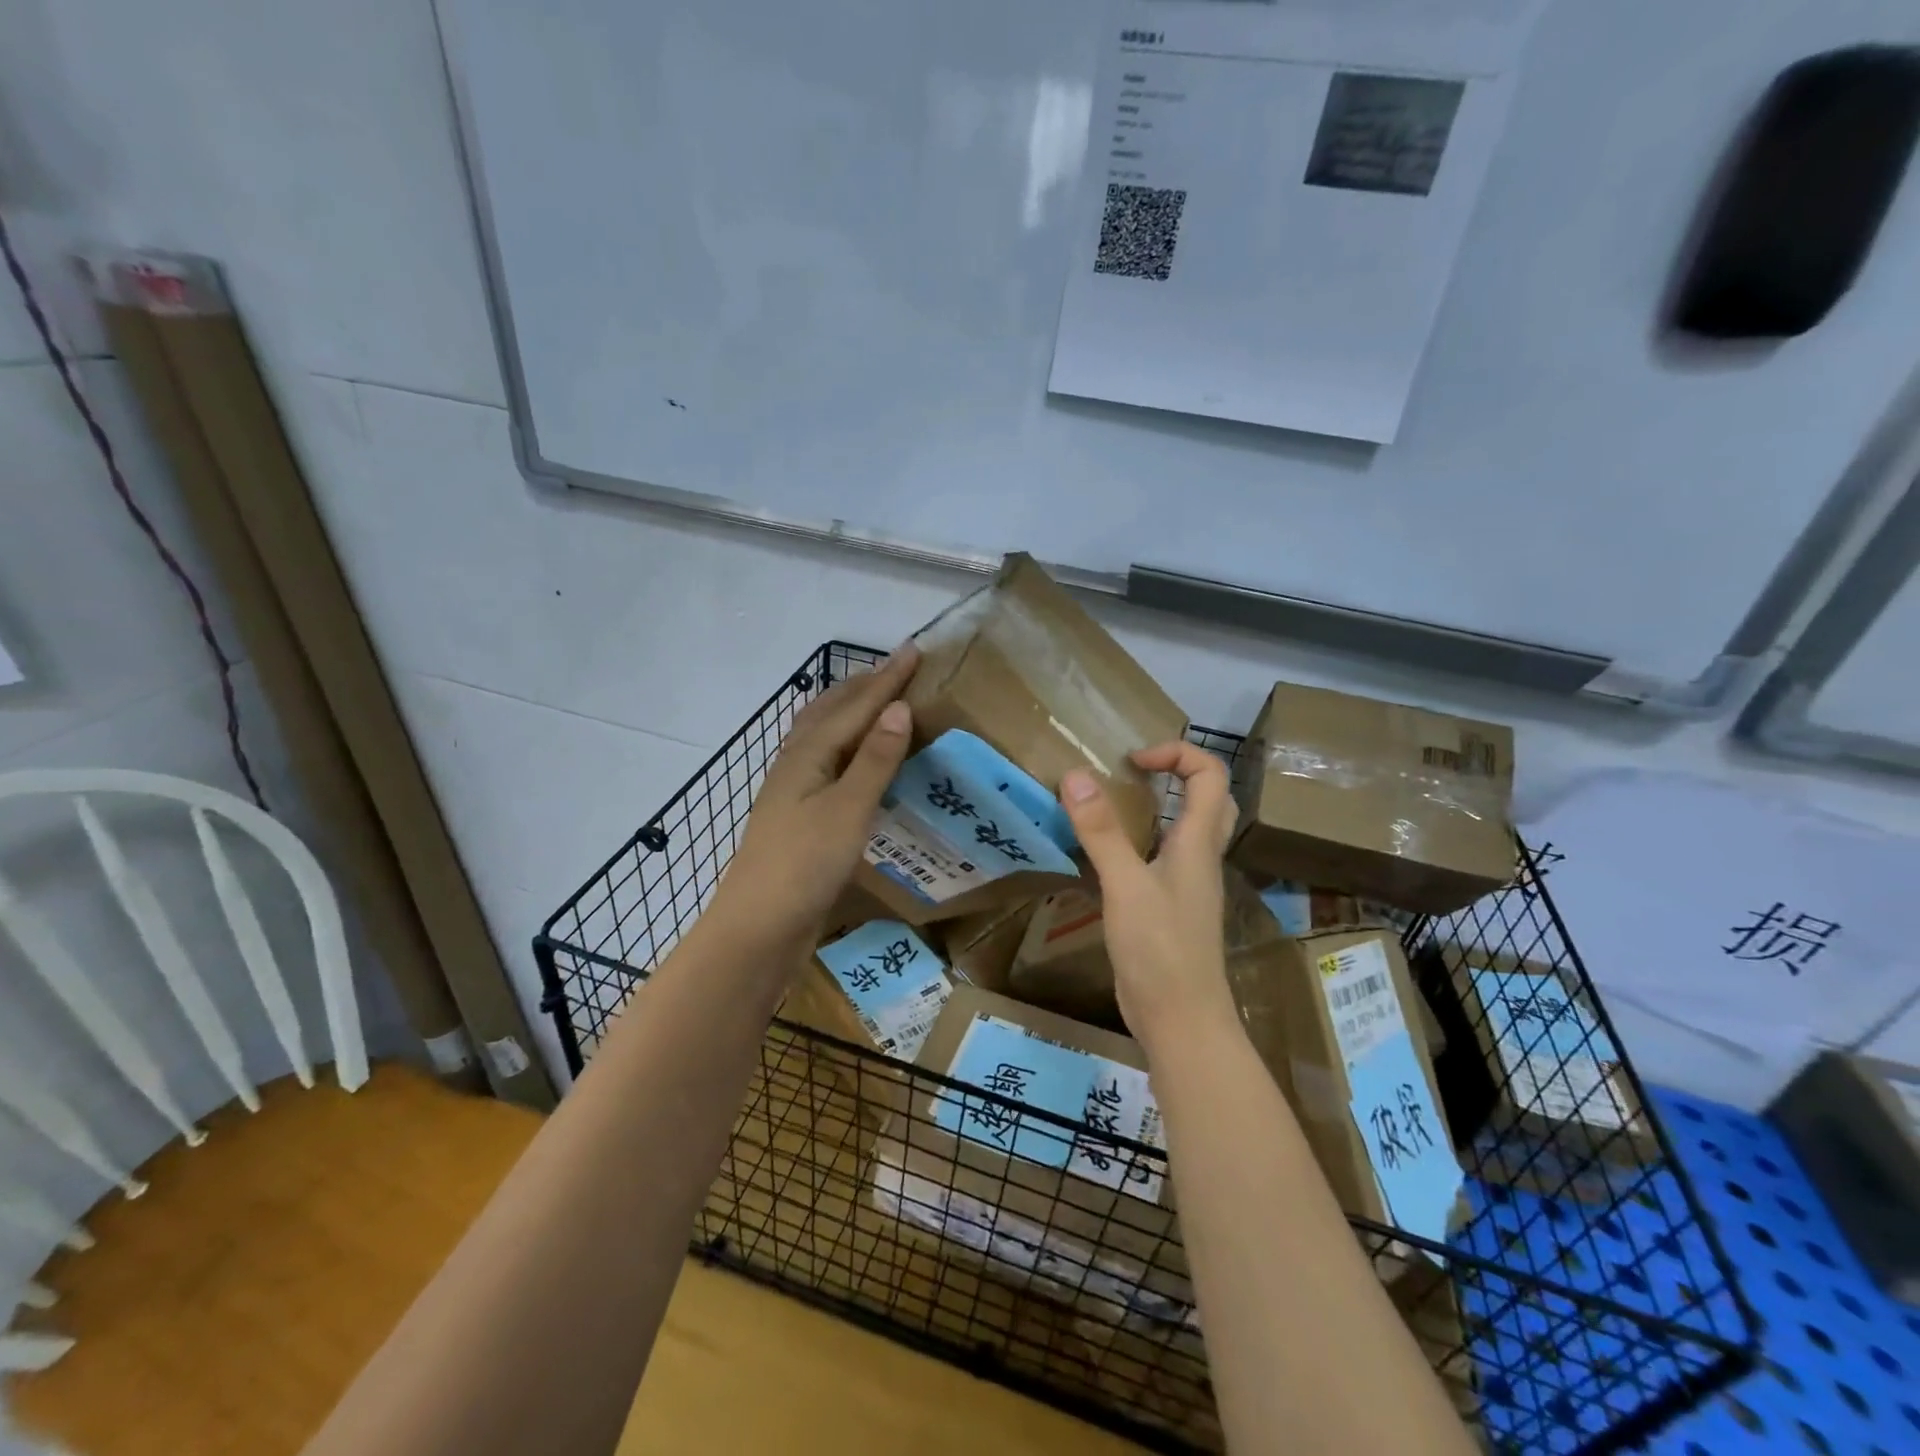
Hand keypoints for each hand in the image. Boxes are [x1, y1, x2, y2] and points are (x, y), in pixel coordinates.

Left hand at [718, 644, 918, 941]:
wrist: (759, 927)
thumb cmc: (804, 864)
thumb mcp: (848, 809)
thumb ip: (874, 759)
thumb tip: (898, 707)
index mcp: (809, 755)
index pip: (855, 707)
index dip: (887, 680)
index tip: (913, 650)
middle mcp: (797, 764)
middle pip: (830, 713)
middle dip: (863, 688)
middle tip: (896, 670)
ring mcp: (794, 792)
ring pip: (823, 737)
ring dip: (849, 713)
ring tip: (873, 702)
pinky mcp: (799, 818)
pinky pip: (826, 763)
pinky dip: (845, 747)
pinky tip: (852, 762)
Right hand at [1059, 742, 1239, 1058]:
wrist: (1181, 1020)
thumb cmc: (1161, 949)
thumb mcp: (1125, 885)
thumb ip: (1101, 831)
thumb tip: (1076, 774)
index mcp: (1198, 843)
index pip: (1210, 775)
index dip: (1177, 753)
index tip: (1132, 760)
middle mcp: (1199, 858)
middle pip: (1209, 799)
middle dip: (1177, 774)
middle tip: (1133, 774)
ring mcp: (1186, 885)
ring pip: (1186, 830)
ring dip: (1159, 807)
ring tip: (1114, 805)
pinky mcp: (1169, 908)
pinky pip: (1162, 860)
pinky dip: (1139, 843)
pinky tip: (1105, 856)